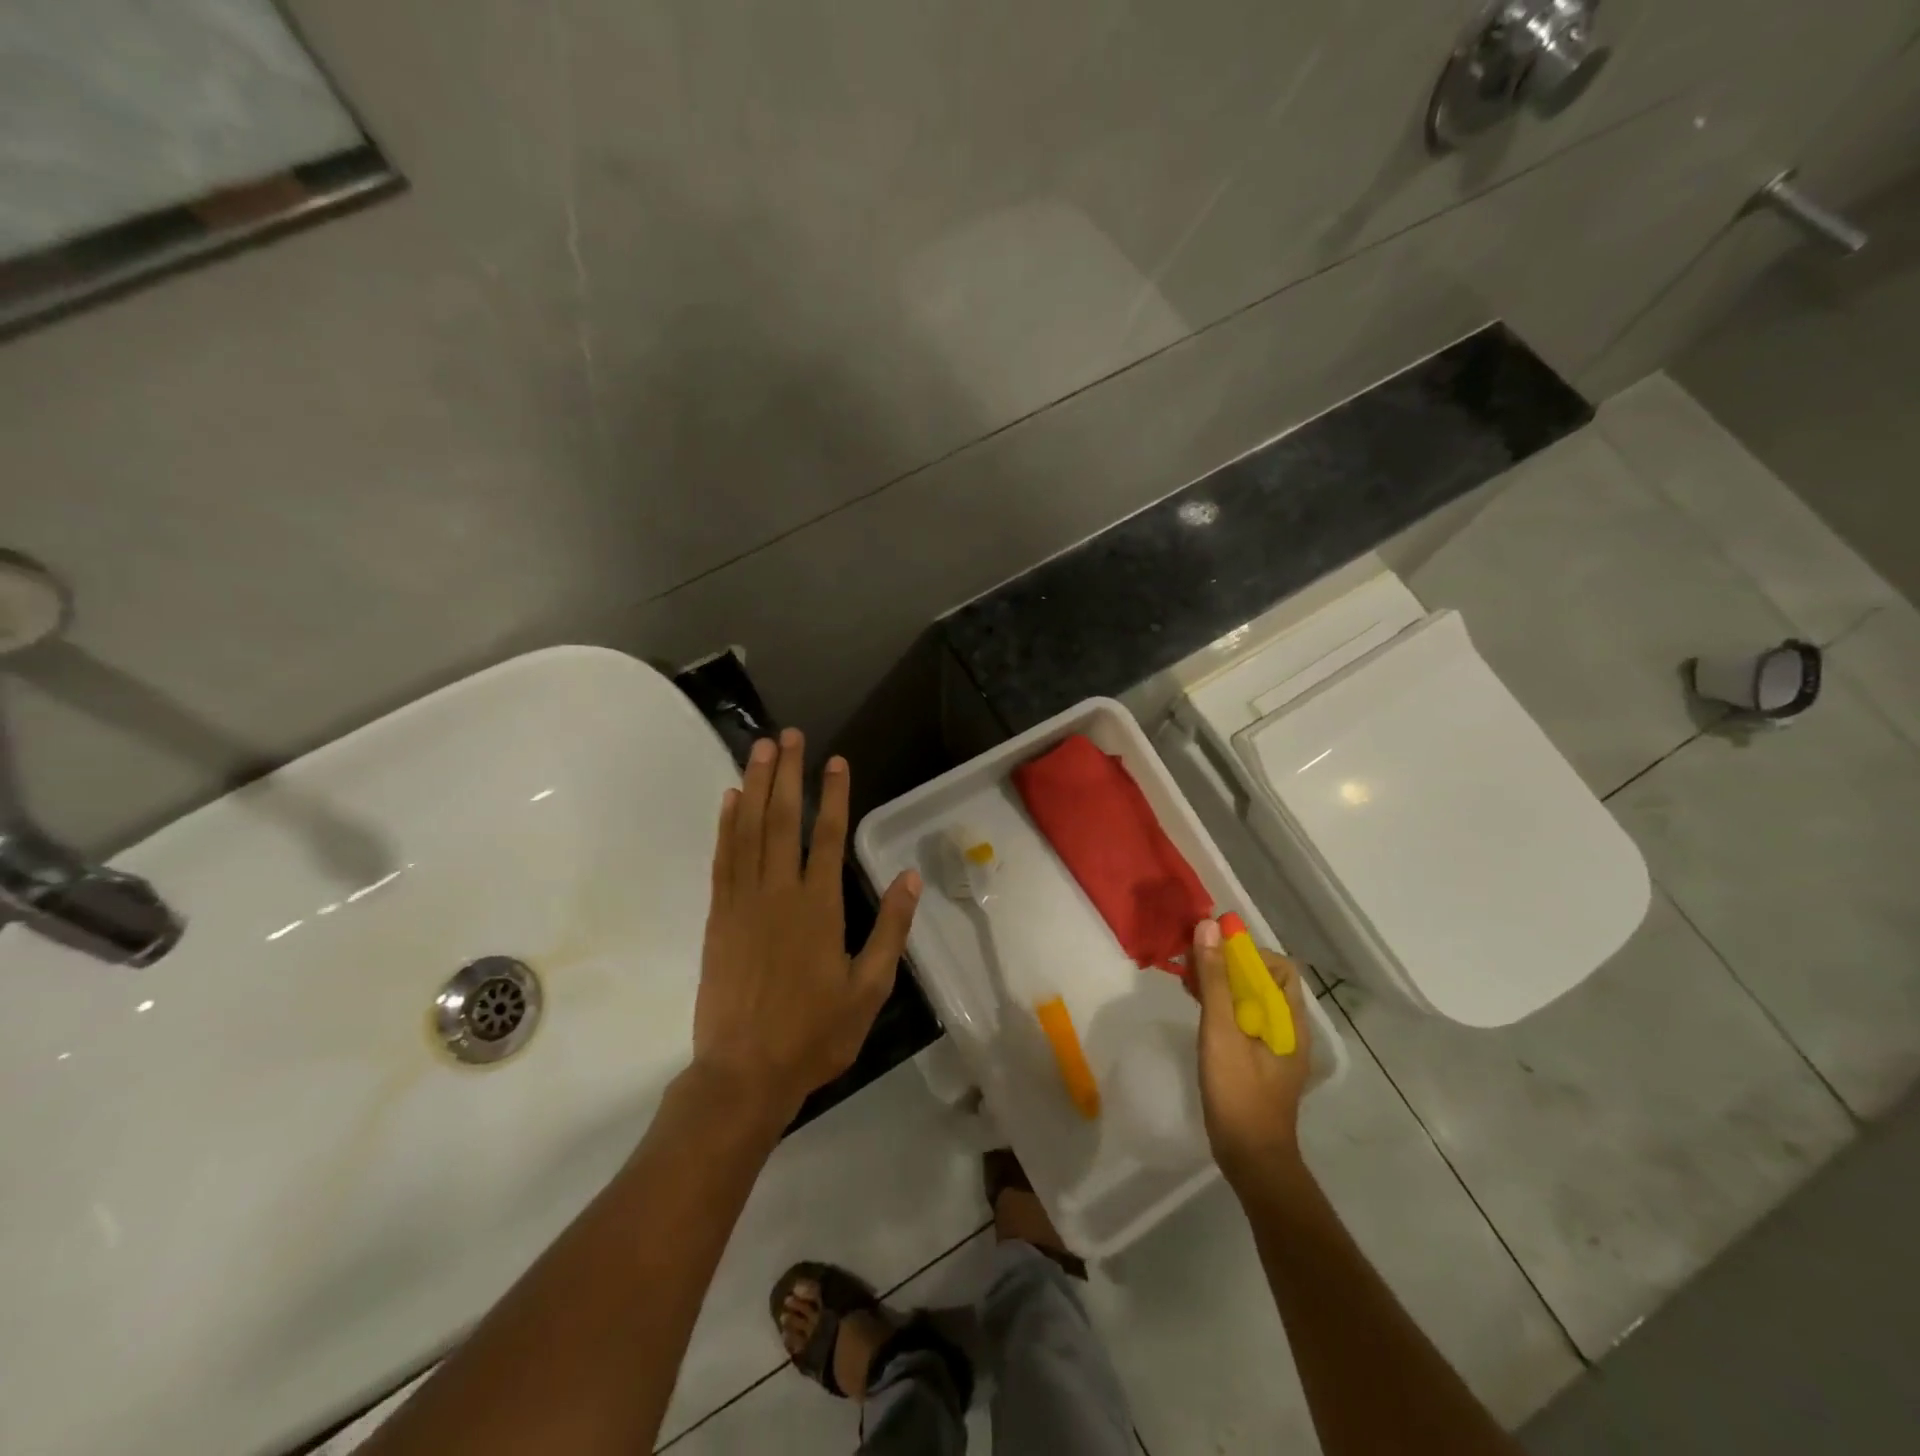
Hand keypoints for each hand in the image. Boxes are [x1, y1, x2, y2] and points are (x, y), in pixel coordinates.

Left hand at [694, 730, 920, 1123]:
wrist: (743, 1073)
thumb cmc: (814, 1034)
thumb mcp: (869, 988)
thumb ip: (890, 929)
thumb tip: (909, 877)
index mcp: (819, 907)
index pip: (828, 836)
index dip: (833, 795)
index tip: (835, 761)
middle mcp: (779, 893)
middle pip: (782, 820)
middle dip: (787, 773)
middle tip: (788, 735)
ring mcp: (742, 902)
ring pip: (748, 830)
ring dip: (755, 786)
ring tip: (760, 749)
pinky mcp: (718, 917)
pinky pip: (722, 859)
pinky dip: (725, 825)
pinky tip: (730, 799)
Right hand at [1191, 917, 1313, 1189]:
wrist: (1251, 1159)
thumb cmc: (1239, 1092)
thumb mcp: (1221, 1031)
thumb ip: (1215, 980)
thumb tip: (1209, 927)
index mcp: (1290, 1020)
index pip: (1278, 966)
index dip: (1247, 952)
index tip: (1212, 948)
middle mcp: (1287, 1029)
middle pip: (1262, 981)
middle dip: (1228, 964)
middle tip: (1191, 960)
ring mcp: (1272, 1047)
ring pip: (1249, 1000)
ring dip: (1220, 983)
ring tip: (1187, 977)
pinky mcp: (1256, 1061)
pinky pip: (1240, 1019)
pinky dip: (1220, 1005)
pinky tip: (1195, 1005)